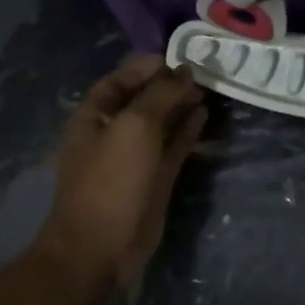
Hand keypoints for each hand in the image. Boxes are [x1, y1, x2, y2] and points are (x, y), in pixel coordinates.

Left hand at [50, 55, 207, 284]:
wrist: (100, 247)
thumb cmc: (110, 179)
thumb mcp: (135, 127)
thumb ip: (161, 95)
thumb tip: (184, 72)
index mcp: (94, 116)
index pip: (121, 79)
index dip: (148, 66)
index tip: (180, 57)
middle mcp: (113, 132)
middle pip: (143, 99)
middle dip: (170, 84)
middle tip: (204, 71)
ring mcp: (134, 157)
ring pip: (161, 122)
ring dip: (182, 105)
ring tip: (209, 89)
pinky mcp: (154, 178)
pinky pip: (172, 146)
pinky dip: (187, 130)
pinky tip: (204, 116)